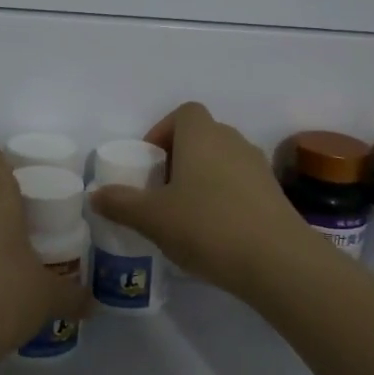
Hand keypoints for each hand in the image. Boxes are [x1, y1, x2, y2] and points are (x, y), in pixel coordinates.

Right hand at [89, 102, 315, 296]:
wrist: (278, 261)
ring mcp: (259, 168)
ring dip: (203, 179)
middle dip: (180, 158)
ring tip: (185, 215)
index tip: (150, 163)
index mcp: (201, 135)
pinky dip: (225, 199)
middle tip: (161, 191)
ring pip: (223, 162)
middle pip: (202, 137)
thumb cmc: (207, 226)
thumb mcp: (152, 218)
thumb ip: (121, 203)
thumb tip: (96, 195)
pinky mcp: (275, 196)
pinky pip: (241, 186)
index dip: (163, 131)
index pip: (183, 113)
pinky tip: (214, 233)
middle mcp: (232, 141)